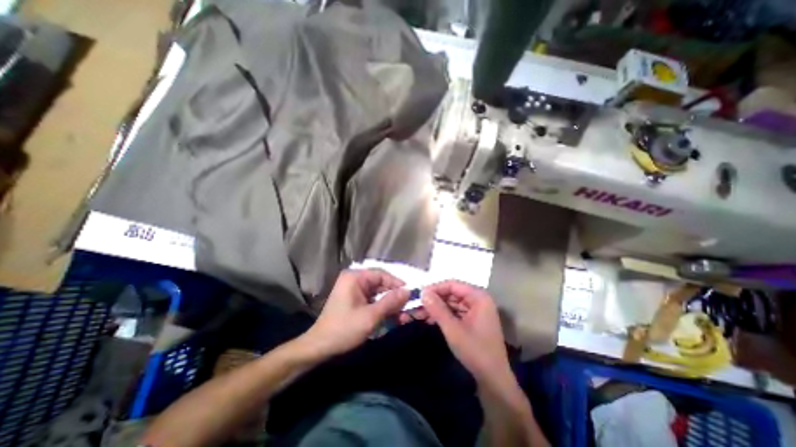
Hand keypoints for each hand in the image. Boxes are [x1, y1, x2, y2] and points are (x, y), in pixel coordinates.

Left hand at [301, 268, 409, 359]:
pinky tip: (391, 318)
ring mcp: (353, 290)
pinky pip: (372, 301)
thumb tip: (408, 291)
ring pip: (378, 294)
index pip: (382, 275)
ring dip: (389, 305)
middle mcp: (354, 280)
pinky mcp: (354, 300)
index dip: (397, 284)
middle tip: (407, 308)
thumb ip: (390, 302)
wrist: (320, 347)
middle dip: (394, 297)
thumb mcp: (371, 316)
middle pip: (380, 284)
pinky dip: (382, 309)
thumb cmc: (344, 329)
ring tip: (402, 316)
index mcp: (355, 277)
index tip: (410, 294)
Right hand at [417, 279, 510, 380]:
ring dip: (436, 308)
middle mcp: (478, 300)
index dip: (435, 288)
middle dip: (434, 300)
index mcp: (478, 297)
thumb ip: (437, 309)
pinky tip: (430, 320)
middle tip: (416, 306)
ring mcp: (476, 310)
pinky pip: (455, 312)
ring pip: (451, 303)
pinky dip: (443, 315)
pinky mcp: (473, 320)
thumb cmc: (475, 352)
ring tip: (419, 314)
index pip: (452, 285)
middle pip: (451, 293)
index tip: (419, 295)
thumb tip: (422, 292)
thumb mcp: (453, 329)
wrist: (494, 381)